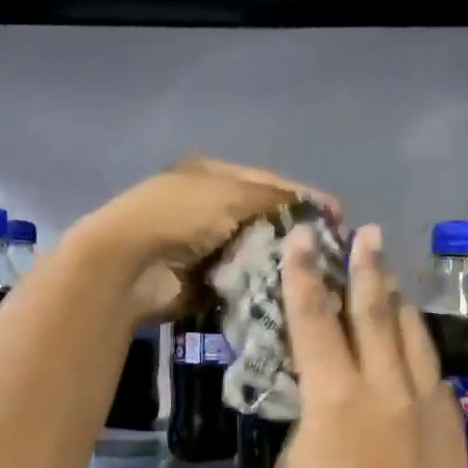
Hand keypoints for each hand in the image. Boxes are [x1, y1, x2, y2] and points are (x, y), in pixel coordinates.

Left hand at [71, 155, 331, 322]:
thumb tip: (316, 207)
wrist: (128, 266)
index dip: (304, 198)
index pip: (269, 183)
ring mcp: (206, 245)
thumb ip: (275, 199)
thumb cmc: (178, 216)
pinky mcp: (204, 280)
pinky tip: (290, 292)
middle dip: (295, 234)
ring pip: (256, 252)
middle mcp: (210, 206)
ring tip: (318, 275)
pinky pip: (243, 280)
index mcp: (212, 175)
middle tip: (332, 251)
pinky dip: (262, 285)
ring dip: (281, 262)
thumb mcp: (230, 194)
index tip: (338, 217)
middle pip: (264, 218)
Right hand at [274, 224, 467, 467]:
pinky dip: (417, 351)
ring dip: (399, 302)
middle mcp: (385, 388)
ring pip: (414, 336)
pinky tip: (412, 347)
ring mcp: (426, 404)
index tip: (304, 237)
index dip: (305, 274)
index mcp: (335, 397)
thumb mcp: (295, 467)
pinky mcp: (451, 426)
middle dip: (367, 268)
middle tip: (367, 233)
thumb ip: (311, 416)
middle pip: (375, 312)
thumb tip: (325, 394)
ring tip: (390, 278)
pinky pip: (433, 373)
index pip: (315, 319)